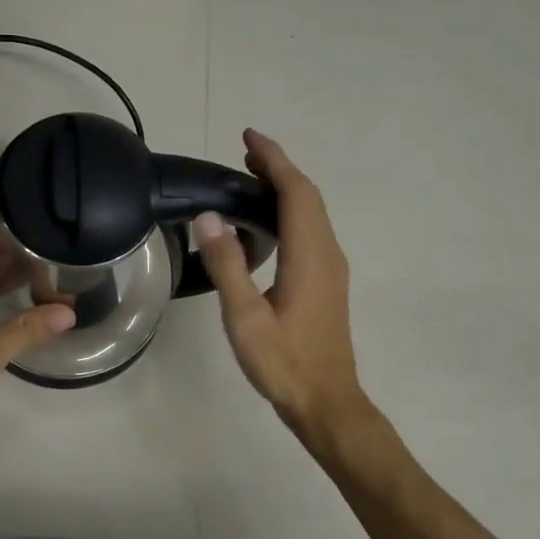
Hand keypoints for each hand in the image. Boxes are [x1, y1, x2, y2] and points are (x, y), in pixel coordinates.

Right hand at [193, 130, 368, 433]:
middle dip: (278, 168)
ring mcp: (331, 268)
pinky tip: (265, 225)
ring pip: (311, 213)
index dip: (274, 159)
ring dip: (284, 189)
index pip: (295, 192)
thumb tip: (208, 217)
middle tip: (243, 152)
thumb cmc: (284, 362)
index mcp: (310, 255)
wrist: (327, 402)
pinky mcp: (327, 282)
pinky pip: (310, 231)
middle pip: (308, 196)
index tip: (248, 136)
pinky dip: (288, 212)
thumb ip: (228, 265)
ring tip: (249, 178)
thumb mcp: (245, 317)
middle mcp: (327, 253)